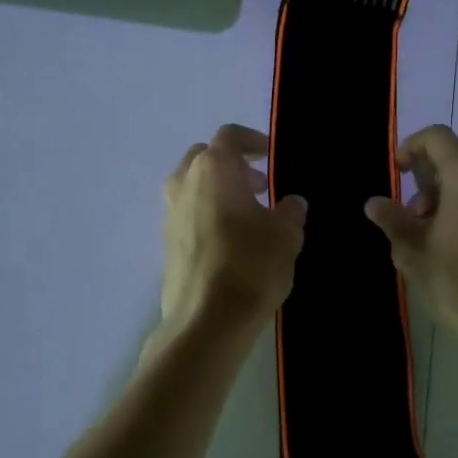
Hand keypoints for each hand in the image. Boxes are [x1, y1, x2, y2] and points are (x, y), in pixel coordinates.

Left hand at [158, 124, 307, 336]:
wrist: (205, 321)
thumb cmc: (250, 266)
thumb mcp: (286, 236)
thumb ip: (290, 212)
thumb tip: (291, 203)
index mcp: (213, 169)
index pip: (229, 136)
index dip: (252, 140)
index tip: (270, 155)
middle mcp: (184, 183)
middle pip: (205, 157)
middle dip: (232, 165)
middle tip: (260, 186)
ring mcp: (170, 213)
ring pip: (192, 185)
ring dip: (218, 190)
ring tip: (248, 215)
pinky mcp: (166, 241)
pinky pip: (188, 212)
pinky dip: (207, 213)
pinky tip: (230, 240)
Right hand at [365, 126, 457, 343]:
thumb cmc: (455, 280)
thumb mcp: (411, 250)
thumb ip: (392, 219)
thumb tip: (374, 203)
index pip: (438, 137)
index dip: (412, 146)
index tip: (399, 173)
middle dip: (430, 179)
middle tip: (414, 215)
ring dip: (450, 193)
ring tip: (433, 233)